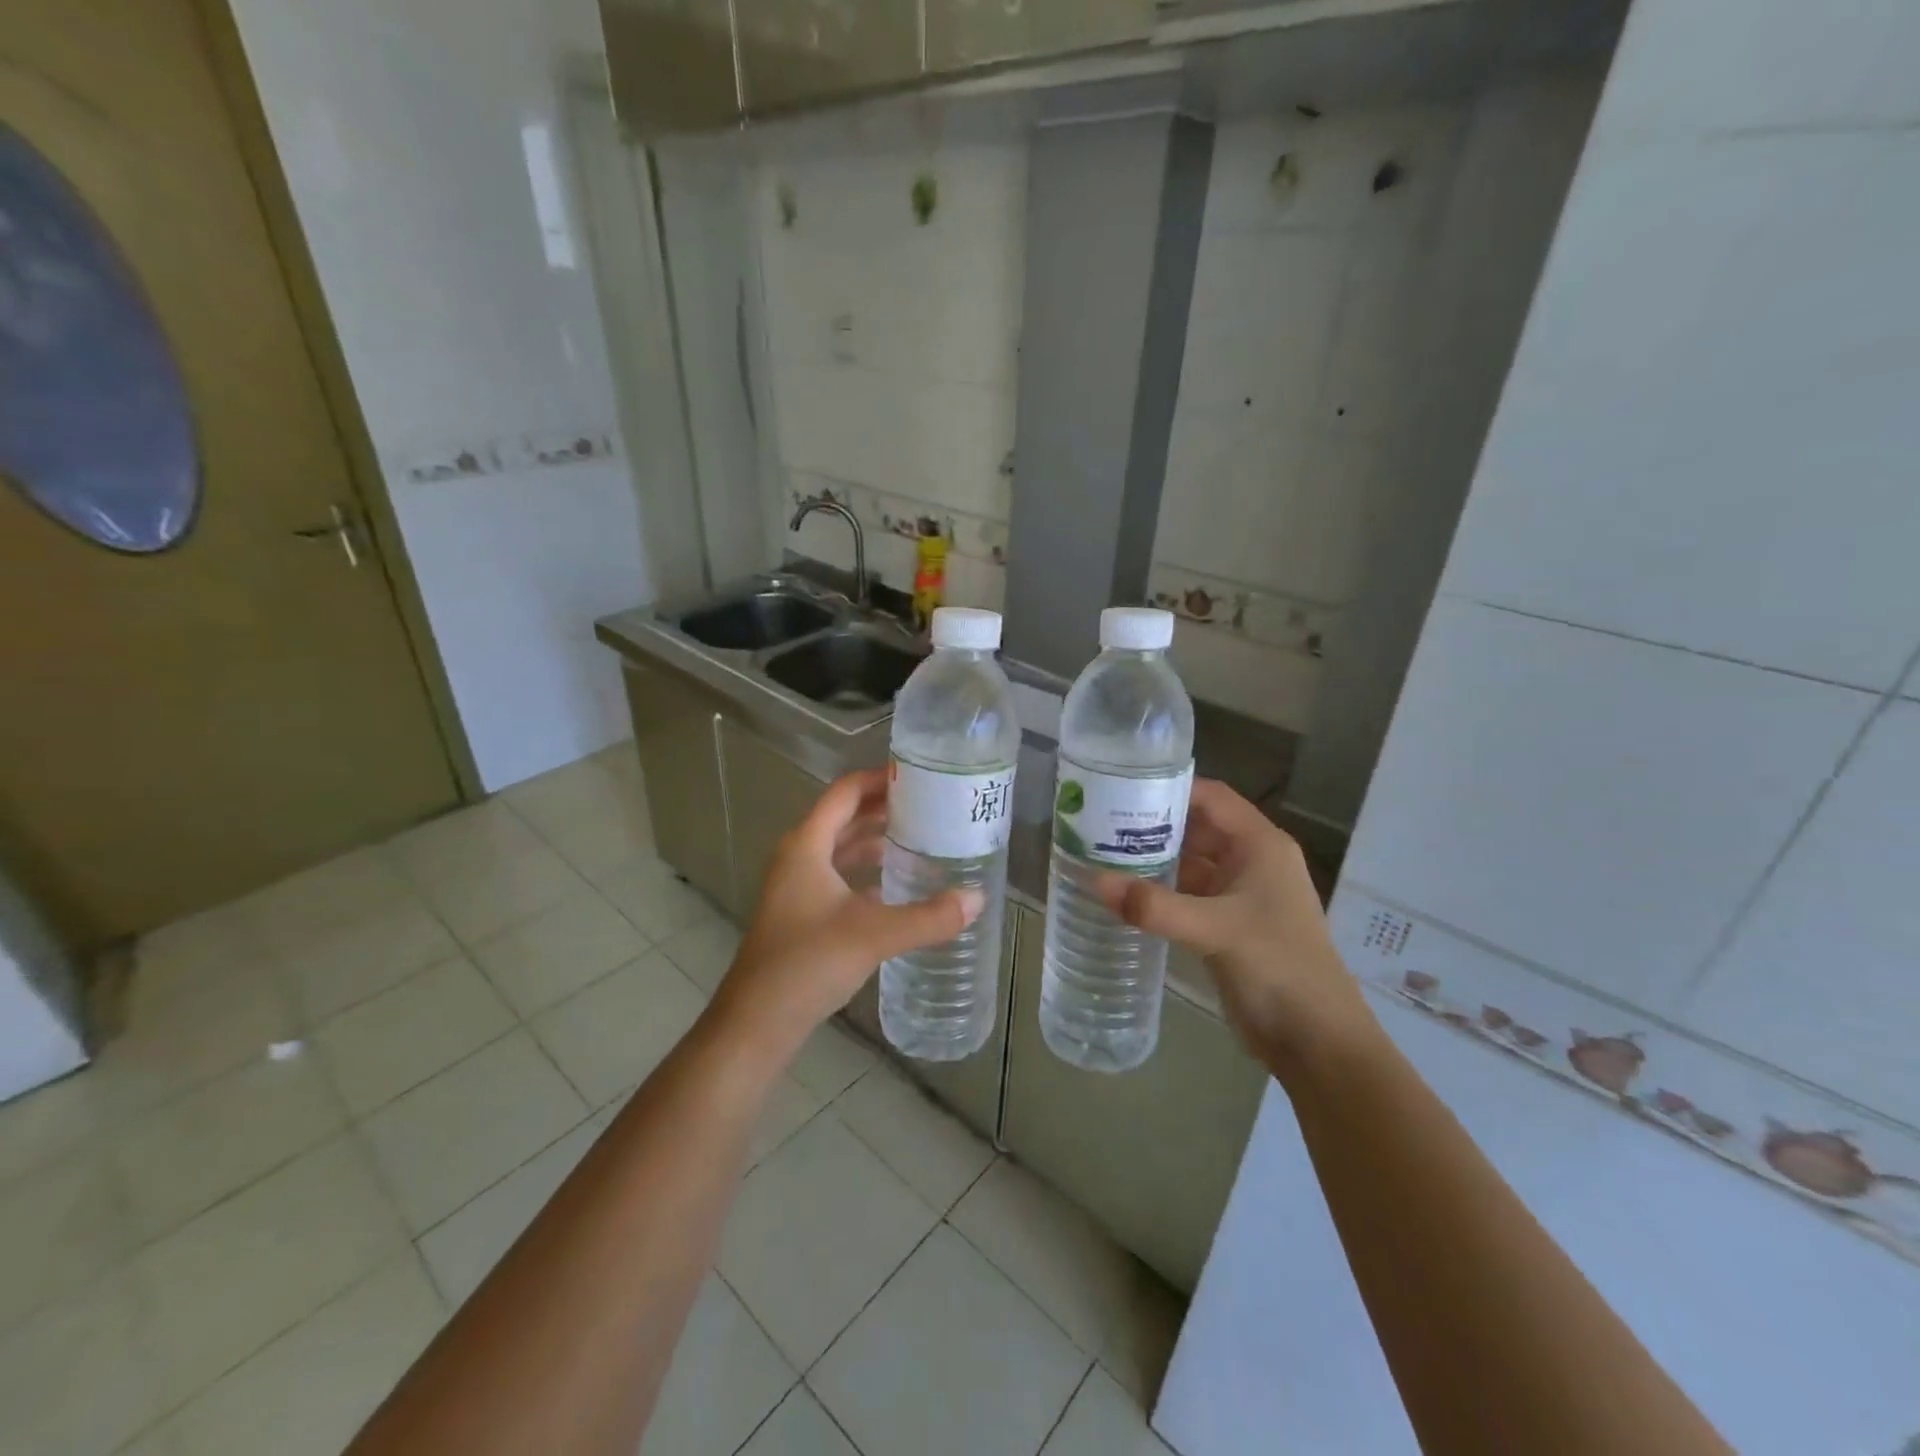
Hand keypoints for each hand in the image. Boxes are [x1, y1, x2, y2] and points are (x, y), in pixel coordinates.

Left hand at [709, 769, 982, 1061]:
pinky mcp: (802, 913)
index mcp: (807, 845)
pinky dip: (866, 872)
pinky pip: (839, 877)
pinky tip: (896, 886)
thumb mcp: (874, 935)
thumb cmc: (808, 963)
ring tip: (920, 838)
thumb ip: (928, 917)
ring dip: (875, 840)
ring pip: (841, 848)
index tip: (919, 777)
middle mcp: (798, 857)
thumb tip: (977, 899)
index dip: (879, 779)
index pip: (844, 792)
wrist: (756, 1022)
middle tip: (930, 807)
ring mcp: (797, 887)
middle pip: (843, 817)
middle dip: (884, 808)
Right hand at [1096, 778, 1376, 1077]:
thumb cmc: (1278, 967)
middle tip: (1099, 818)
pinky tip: (1123, 892)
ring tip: (1100, 850)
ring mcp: (1238, 895)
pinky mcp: (1225, 925)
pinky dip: (1158, 891)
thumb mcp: (1216, 930)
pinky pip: (1186, 895)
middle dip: (1153, 823)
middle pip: (1196, 827)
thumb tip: (1095, 881)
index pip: (1212, 798)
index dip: (1171, 787)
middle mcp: (1249, 861)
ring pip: (1189, 863)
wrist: (1316, 1041)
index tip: (1122, 785)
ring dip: (1152, 858)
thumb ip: (1155, 906)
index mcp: (1260, 845)